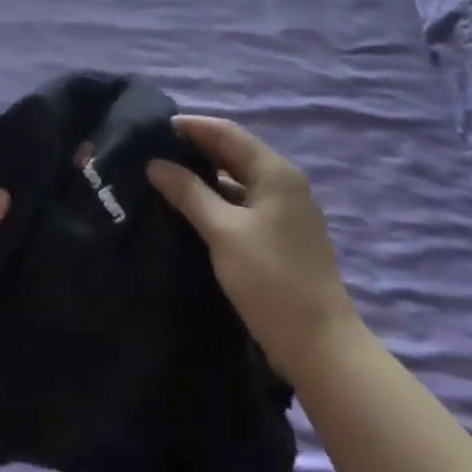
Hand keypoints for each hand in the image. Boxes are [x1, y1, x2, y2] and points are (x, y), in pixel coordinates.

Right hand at [148, 116, 358, 379]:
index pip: (227, 132)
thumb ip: (188, 192)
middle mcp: (283, 183)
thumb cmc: (270, 280)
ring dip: (204, 175)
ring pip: (237, 179)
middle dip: (195, 149)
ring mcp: (284, 211)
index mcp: (275, 172)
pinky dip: (216, 199)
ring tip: (163, 176)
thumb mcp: (223, 231)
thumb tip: (155, 163)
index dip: (191, 126)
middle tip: (152, 150)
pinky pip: (242, 203)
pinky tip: (189, 207)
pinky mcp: (280, 236)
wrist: (319, 345)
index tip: (153, 127)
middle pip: (234, 153)